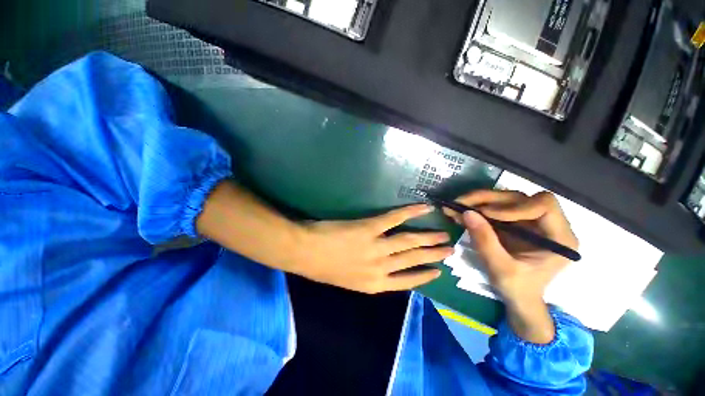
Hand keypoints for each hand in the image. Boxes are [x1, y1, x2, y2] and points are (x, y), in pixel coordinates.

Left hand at [293, 205, 453, 293]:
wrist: (304, 252)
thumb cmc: (322, 268)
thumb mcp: (347, 281)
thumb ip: (367, 277)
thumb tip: (384, 270)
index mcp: (374, 284)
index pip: (407, 281)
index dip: (425, 276)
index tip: (439, 272)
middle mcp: (380, 267)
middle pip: (413, 259)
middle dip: (433, 255)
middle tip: (449, 250)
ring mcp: (376, 246)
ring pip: (409, 241)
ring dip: (428, 237)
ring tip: (444, 235)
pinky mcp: (370, 227)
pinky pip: (394, 219)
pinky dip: (410, 212)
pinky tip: (424, 208)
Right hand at [444, 190, 577, 342]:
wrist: (518, 298)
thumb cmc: (518, 289)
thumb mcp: (501, 269)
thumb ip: (485, 241)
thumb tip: (466, 213)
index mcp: (558, 237)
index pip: (543, 205)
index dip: (515, 206)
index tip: (487, 214)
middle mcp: (546, 223)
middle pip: (519, 198)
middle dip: (487, 199)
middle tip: (460, 203)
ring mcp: (528, 221)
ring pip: (504, 199)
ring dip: (478, 201)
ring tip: (455, 206)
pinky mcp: (513, 222)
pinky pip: (493, 208)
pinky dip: (475, 209)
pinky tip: (459, 212)